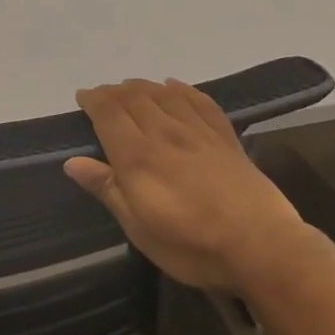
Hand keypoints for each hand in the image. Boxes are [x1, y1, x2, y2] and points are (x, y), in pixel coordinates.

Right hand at [64, 79, 311, 290]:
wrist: (262, 248)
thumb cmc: (191, 244)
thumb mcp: (139, 227)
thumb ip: (107, 189)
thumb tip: (72, 162)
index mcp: (138, 156)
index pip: (109, 114)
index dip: (93, 100)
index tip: (82, 96)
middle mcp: (165, 134)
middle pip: (134, 98)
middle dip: (114, 91)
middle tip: (102, 94)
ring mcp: (198, 133)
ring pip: (164, 95)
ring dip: (143, 86)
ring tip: (131, 88)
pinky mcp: (226, 139)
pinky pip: (201, 102)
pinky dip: (183, 90)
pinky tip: (175, 87)